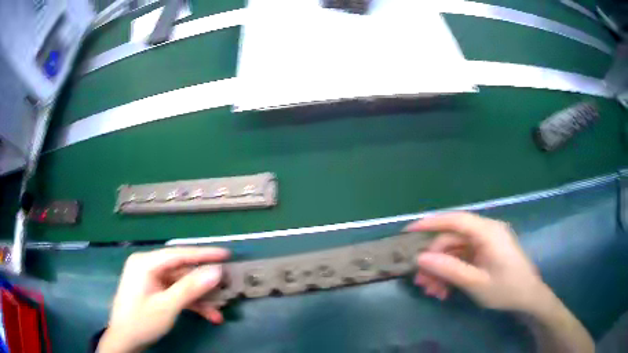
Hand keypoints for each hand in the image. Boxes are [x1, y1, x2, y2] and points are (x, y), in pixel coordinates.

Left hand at [97, 247, 228, 352]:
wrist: (125, 340)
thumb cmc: (141, 321)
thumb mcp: (167, 306)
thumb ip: (191, 288)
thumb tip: (216, 271)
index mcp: (146, 263)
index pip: (179, 254)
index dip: (204, 254)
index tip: (226, 254)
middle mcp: (149, 267)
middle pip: (182, 270)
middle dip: (204, 283)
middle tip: (227, 286)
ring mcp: (152, 280)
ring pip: (182, 284)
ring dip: (200, 298)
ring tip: (219, 310)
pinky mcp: (155, 291)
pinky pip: (177, 293)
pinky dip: (191, 303)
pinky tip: (208, 315)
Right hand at [407, 212, 545, 311]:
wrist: (528, 298)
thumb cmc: (507, 289)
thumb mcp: (476, 283)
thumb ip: (449, 269)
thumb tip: (420, 259)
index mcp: (488, 232)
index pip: (455, 220)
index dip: (430, 223)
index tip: (407, 231)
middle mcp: (486, 232)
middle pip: (452, 240)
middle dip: (435, 261)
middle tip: (421, 282)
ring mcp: (486, 243)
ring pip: (456, 251)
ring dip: (442, 270)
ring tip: (431, 291)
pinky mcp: (486, 253)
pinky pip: (464, 258)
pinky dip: (452, 272)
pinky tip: (444, 290)